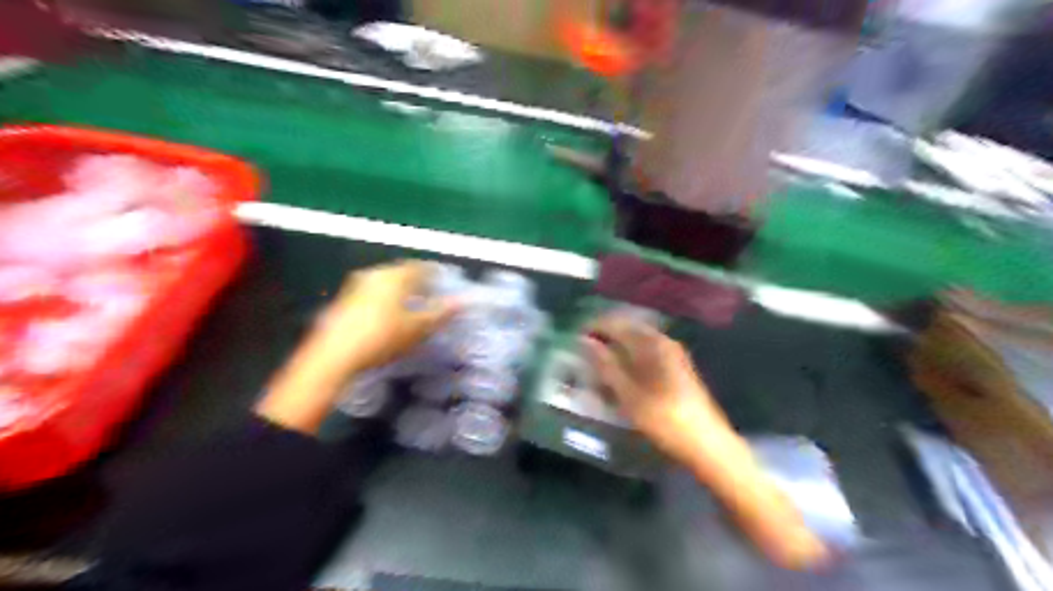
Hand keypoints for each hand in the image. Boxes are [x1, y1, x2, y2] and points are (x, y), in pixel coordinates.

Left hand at [257, 260, 459, 434]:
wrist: (334, 357)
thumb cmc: (382, 338)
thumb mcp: (418, 327)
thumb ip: (442, 312)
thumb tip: (465, 301)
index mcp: (394, 276)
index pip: (422, 267)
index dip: (436, 273)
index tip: (446, 282)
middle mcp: (375, 274)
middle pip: (402, 273)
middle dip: (419, 282)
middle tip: (432, 295)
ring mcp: (356, 286)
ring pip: (386, 283)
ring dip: (401, 291)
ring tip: (413, 306)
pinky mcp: (345, 301)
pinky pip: (373, 293)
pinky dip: (386, 299)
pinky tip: (389, 316)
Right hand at [581, 314, 729, 457]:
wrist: (707, 443)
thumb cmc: (664, 418)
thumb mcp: (629, 394)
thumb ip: (606, 365)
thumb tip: (585, 341)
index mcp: (653, 343)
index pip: (617, 324)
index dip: (594, 327)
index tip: (575, 338)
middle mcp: (664, 341)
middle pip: (628, 330)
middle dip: (605, 337)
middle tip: (584, 352)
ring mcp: (673, 354)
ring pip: (637, 342)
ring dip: (616, 348)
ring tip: (598, 364)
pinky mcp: (677, 368)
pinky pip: (646, 353)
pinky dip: (629, 358)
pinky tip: (621, 374)